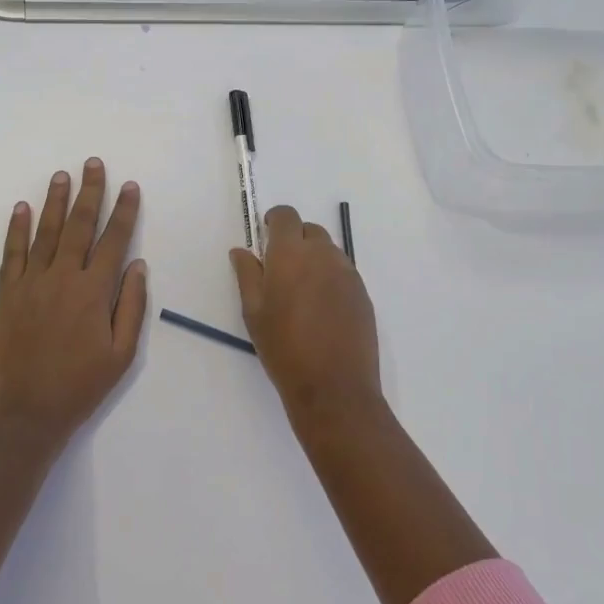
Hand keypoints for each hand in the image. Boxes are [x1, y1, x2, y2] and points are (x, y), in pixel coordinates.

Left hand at [0, 159, 146, 447]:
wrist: (24, 416)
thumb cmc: (79, 387)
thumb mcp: (121, 354)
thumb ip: (131, 306)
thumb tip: (138, 265)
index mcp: (93, 292)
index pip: (114, 240)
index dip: (124, 211)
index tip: (129, 186)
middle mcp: (62, 277)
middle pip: (79, 226)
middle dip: (89, 192)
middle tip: (92, 163)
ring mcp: (30, 284)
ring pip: (46, 232)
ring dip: (55, 201)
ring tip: (61, 175)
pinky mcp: (5, 295)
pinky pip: (12, 254)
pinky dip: (16, 229)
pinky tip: (21, 208)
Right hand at [230, 204, 380, 426]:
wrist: (334, 387)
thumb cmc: (284, 349)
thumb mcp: (254, 313)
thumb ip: (248, 275)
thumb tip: (241, 251)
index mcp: (291, 254)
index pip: (286, 216)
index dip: (275, 220)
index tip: (266, 234)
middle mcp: (322, 254)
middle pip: (309, 230)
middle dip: (294, 239)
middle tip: (280, 267)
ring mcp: (347, 273)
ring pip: (328, 250)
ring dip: (313, 257)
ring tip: (301, 290)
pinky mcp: (362, 292)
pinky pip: (343, 271)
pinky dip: (330, 276)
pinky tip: (321, 307)